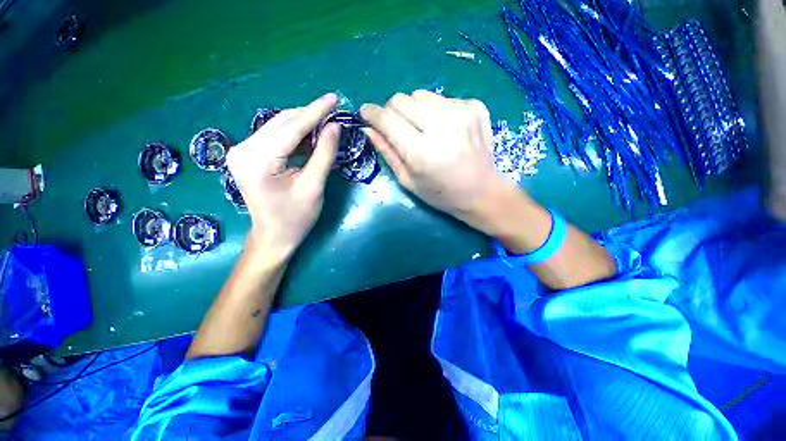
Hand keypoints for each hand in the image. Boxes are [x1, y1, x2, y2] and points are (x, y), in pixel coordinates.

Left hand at [227, 93, 339, 257]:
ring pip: (278, 127)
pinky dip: (295, 135)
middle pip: (281, 122)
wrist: (274, 236)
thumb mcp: (314, 187)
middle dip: (310, 115)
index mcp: (258, 162)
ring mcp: (242, 151)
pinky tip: (311, 137)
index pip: (290, 128)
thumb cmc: (296, 218)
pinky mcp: (247, 155)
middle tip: (334, 111)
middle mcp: (243, 150)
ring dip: (303, 124)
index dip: (315, 111)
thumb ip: (324, 155)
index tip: (334, 98)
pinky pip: (275, 137)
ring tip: (326, 124)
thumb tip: (335, 127)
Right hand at [361, 90, 512, 223]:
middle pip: (401, 99)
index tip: (365, 114)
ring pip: (420, 95)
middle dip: (392, 112)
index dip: (371, 113)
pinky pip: (441, 98)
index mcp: (422, 152)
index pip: (387, 118)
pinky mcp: (475, 106)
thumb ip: (387, 152)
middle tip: (397, 129)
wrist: (482, 192)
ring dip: (414, 110)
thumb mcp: (408, 180)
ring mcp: (462, 112)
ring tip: (423, 131)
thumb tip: (368, 128)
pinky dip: (435, 111)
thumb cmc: (441, 194)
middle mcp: (442, 126)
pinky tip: (444, 130)